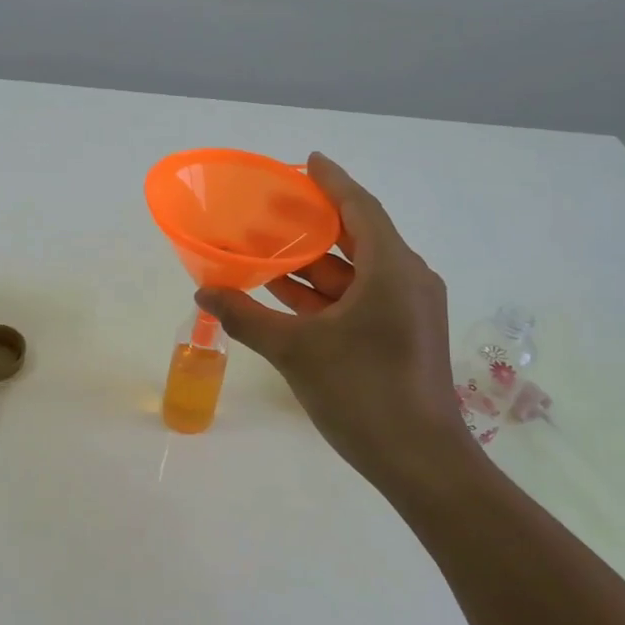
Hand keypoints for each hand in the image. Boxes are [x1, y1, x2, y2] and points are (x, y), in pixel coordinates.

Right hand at [194, 154, 465, 492]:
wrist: (420, 462)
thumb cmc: (362, 393)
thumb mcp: (296, 351)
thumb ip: (246, 317)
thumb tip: (203, 292)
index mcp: (392, 269)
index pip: (359, 207)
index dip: (332, 181)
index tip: (306, 161)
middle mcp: (407, 280)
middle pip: (357, 236)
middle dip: (314, 224)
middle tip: (272, 209)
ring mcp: (408, 311)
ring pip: (357, 272)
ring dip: (314, 264)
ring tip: (268, 251)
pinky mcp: (403, 336)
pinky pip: (361, 298)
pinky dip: (326, 294)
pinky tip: (286, 298)